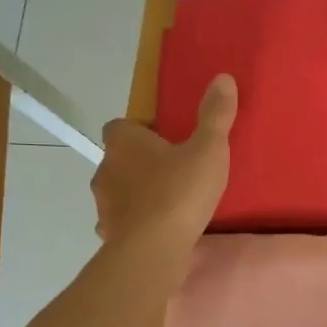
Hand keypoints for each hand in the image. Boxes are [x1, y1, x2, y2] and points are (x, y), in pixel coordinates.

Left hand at [92, 74, 236, 249]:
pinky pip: (120, 222)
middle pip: (118, 158)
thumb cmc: (179, 192)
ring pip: (118, 191)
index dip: (140, 131)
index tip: (165, 140)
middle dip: (140, 163)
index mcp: (124, 143)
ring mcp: (104, 204)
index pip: (120, 126)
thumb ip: (215, 116)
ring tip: (168, 203)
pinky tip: (156, 231)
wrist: (153, 249)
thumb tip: (222, 77)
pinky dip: (134, 223)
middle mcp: (106, 169)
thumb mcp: (208, 149)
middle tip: (173, 171)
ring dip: (136, 193)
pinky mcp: (109, 233)